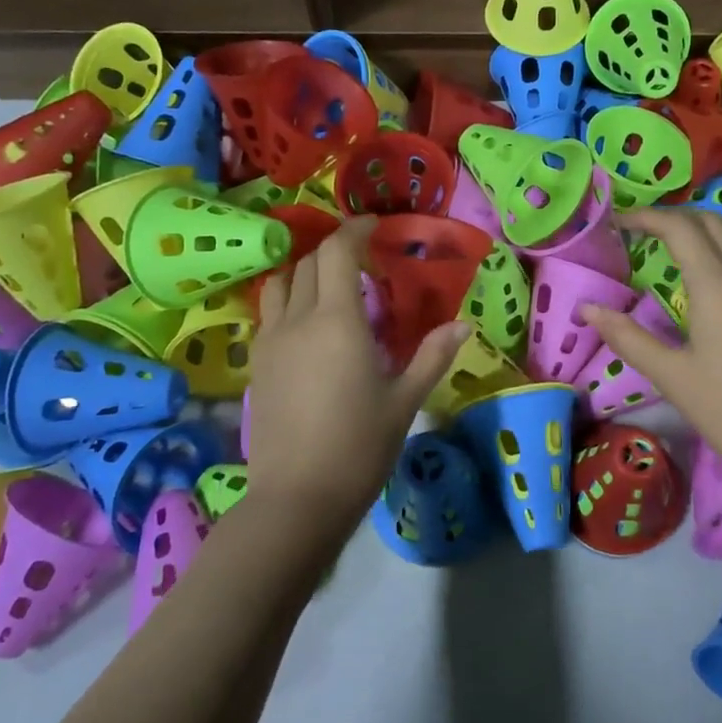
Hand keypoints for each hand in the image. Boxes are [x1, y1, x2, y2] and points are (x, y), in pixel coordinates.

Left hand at [246, 218, 468, 526]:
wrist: (297, 498)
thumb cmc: (359, 447)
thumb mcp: (405, 401)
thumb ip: (432, 356)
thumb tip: (463, 325)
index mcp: (338, 321)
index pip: (338, 251)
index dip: (355, 229)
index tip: (374, 225)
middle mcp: (299, 319)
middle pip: (309, 261)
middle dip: (335, 248)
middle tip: (362, 258)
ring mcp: (271, 340)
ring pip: (281, 283)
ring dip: (305, 271)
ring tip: (330, 285)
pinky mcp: (257, 363)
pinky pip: (269, 313)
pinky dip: (288, 300)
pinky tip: (307, 324)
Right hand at [581, 209, 721, 498]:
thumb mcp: (671, 375)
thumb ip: (627, 337)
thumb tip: (587, 308)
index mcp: (717, 286)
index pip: (680, 228)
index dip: (647, 217)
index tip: (620, 222)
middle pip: (714, 223)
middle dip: (677, 219)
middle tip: (646, 234)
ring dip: (712, 231)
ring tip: (686, 250)